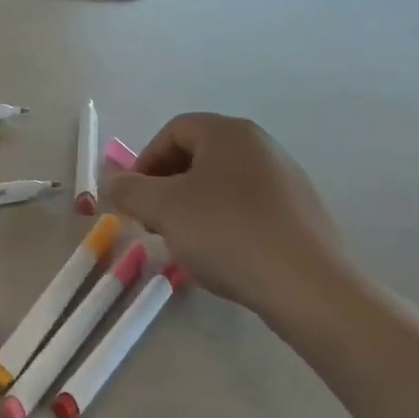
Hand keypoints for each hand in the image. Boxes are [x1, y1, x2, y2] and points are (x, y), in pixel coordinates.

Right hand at [102, 113, 359, 333]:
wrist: (307, 286)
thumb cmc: (227, 233)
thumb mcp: (163, 209)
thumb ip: (129, 190)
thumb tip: (111, 184)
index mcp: (229, 133)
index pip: (173, 131)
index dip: (144, 161)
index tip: (134, 199)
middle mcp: (261, 146)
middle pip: (198, 155)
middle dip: (166, 185)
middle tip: (153, 221)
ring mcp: (286, 179)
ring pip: (221, 183)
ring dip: (192, 206)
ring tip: (185, 242)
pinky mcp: (300, 213)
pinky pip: (248, 206)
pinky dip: (223, 222)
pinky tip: (221, 254)